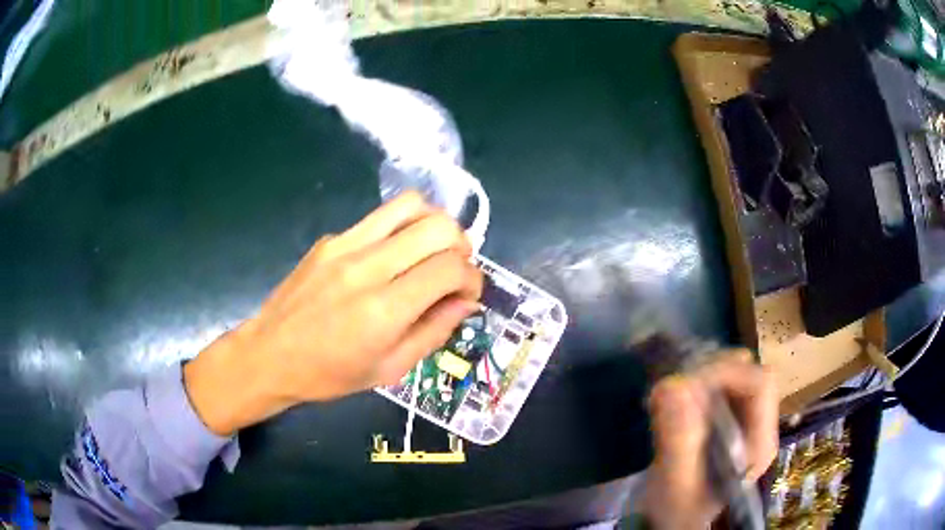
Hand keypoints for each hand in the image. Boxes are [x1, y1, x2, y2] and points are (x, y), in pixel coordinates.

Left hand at [184, 192, 482, 434]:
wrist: (270, 354)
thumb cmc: (330, 374)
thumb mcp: (390, 369)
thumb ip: (435, 331)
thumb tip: (466, 301)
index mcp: (384, 311)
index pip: (450, 268)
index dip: (473, 278)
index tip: (469, 294)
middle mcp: (367, 267)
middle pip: (438, 227)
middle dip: (462, 246)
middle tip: (455, 270)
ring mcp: (345, 245)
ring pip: (411, 206)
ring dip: (435, 225)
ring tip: (432, 251)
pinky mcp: (331, 238)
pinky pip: (381, 218)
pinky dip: (402, 231)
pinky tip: (392, 258)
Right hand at [640, 353, 778, 528]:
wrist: (676, 523)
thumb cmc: (678, 512)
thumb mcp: (675, 484)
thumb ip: (677, 442)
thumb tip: (671, 386)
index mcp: (759, 443)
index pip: (759, 384)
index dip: (727, 372)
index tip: (686, 383)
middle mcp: (759, 426)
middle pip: (748, 373)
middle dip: (711, 372)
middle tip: (674, 386)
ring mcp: (745, 421)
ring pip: (733, 376)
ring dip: (701, 377)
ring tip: (670, 395)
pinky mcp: (728, 420)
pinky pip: (718, 387)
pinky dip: (695, 385)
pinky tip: (673, 401)